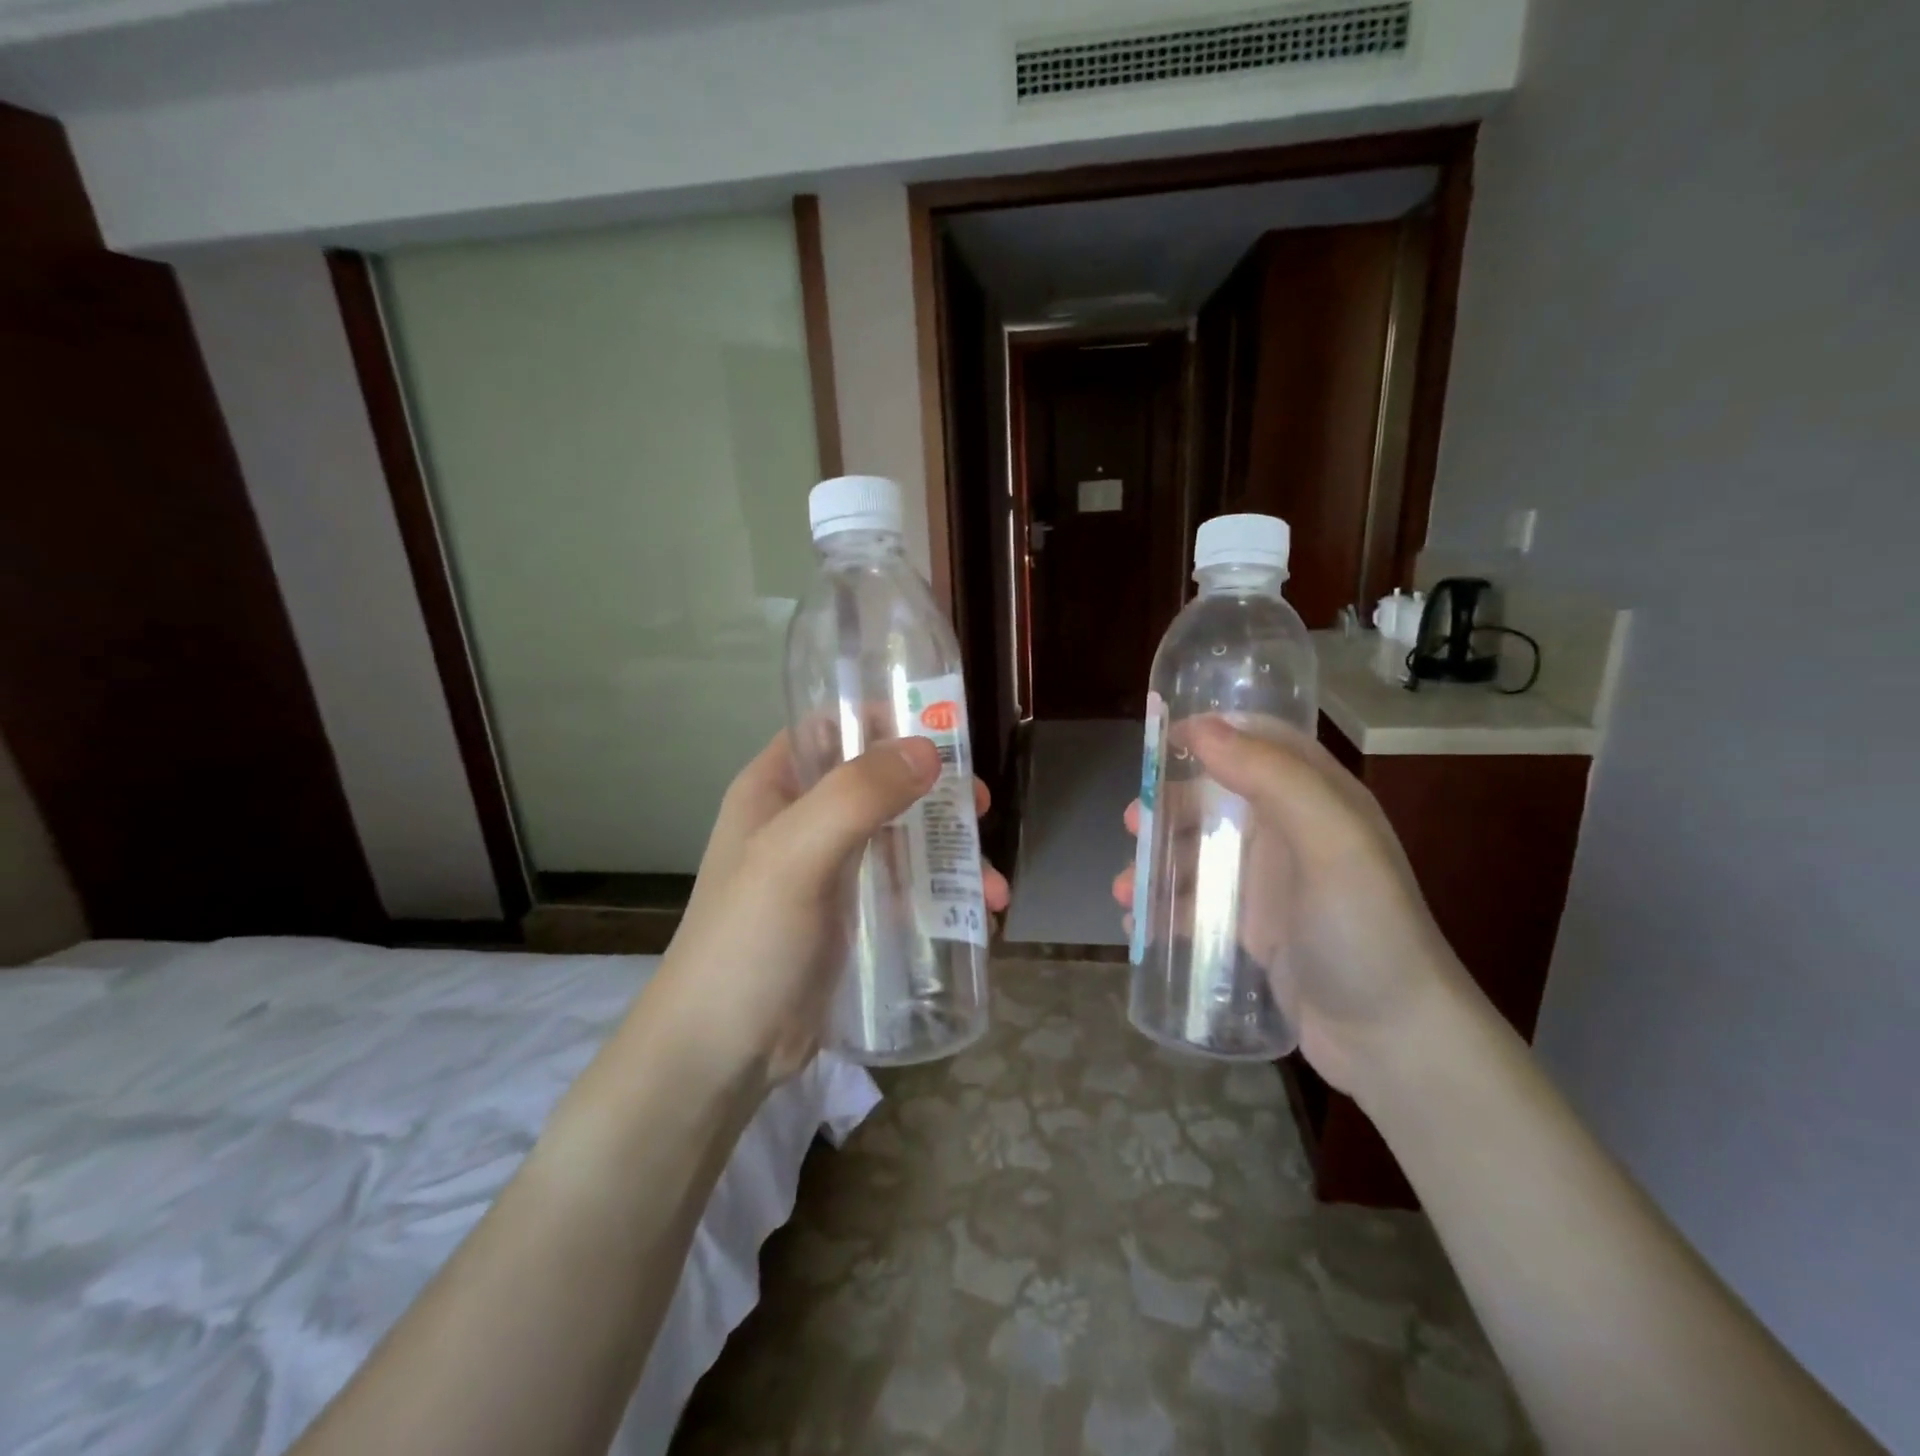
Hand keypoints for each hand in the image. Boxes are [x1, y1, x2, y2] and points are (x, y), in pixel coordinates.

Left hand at [645, 731, 1009, 1090]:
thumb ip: (857, 796)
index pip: (832, 728)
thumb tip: (929, 748)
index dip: (885, 720)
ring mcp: (829, 871)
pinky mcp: (851, 918)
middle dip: (937, 794)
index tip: (944, 732)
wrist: (719, 1056)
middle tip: (982, 808)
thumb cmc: (746, 943)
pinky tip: (979, 917)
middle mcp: (803, 821)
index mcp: (775, 789)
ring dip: (951, 854)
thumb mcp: (794, 857)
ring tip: (993, 891)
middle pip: (881, 783)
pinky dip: (942, 894)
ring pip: (902, 838)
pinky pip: (905, 888)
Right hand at [1113, 717, 1465, 1094]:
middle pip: (1217, 799)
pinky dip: (1165, 909)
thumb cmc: (1363, 929)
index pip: (1262, 742)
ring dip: (1157, 863)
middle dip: (1169, 807)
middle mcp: (1292, 833)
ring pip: (1200, 853)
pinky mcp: (1254, 929)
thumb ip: (1270, 777)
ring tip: (1124, 891)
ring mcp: (1271, 883)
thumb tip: (1200, 728)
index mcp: (1318, 799)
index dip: (1213, 733)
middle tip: (1131, 824)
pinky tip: (1139, 926)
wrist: (1393, 1041)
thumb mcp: (1329, 840)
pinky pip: (1198, 905)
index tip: (1159, 741)